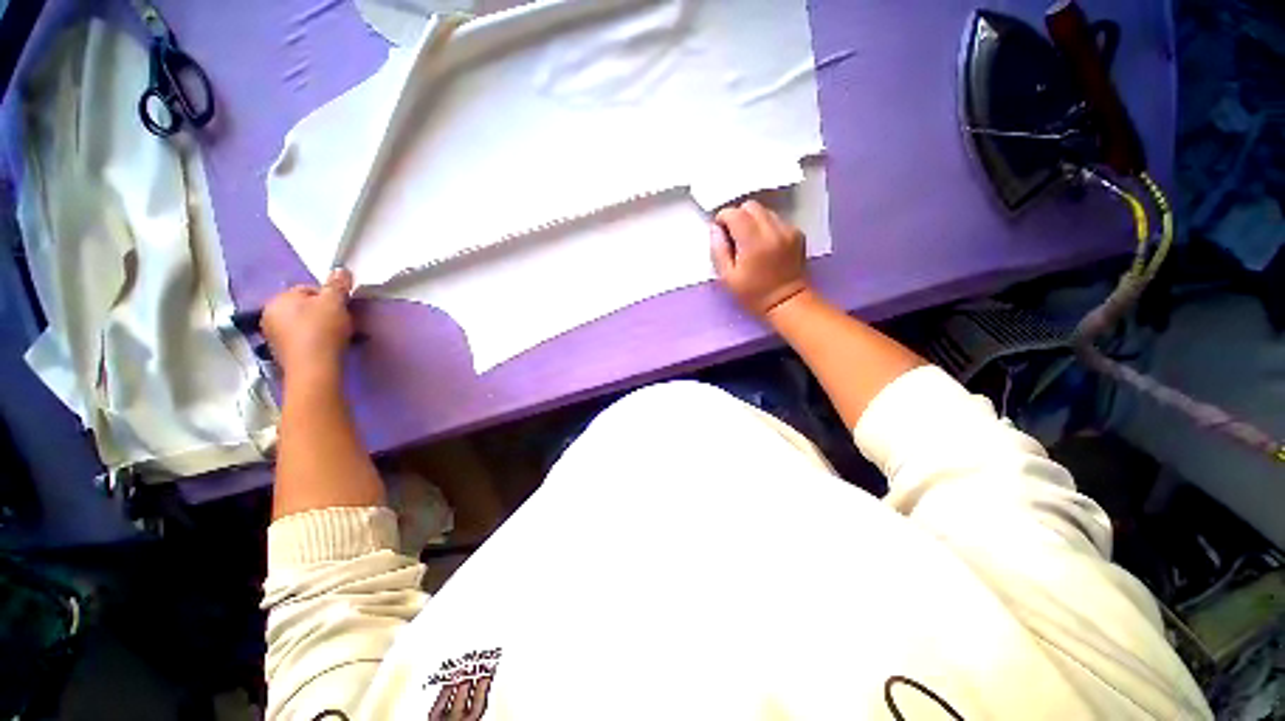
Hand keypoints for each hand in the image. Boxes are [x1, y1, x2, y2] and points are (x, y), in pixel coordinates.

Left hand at [262, 268, 354, 377]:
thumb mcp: (335, 302)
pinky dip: (315, 340)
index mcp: (278, 299)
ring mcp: (273, 336)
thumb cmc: (322, 330)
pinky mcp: (282, 353)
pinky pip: (302, 339)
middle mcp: (269, 315)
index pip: (308, 289)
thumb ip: (337, 285)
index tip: (343, 308)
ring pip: (303, 323)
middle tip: (343, 321)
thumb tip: (341, 270)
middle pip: (305, 307)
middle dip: (324, 312)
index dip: (330, 297)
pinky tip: (328, 346)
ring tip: (338, 335)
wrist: (314, 368)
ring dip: (320, 326)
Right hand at [711, 200, 810, 316]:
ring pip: (765, 211)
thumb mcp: (727, 277)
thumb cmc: (753, 294)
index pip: (735, 213)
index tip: (720, 232)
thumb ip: (718, 250)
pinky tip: (765, 245)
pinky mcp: (797, 233)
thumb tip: (715, 229)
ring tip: (750, 241)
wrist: (787, 302)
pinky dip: (767, 227)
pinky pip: (777, 220)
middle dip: (738, 216)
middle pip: (751, 206)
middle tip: (734, 236)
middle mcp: (773, 230)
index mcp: (754, 242)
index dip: (723, 218)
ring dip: (753, 221)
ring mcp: (788, 230)